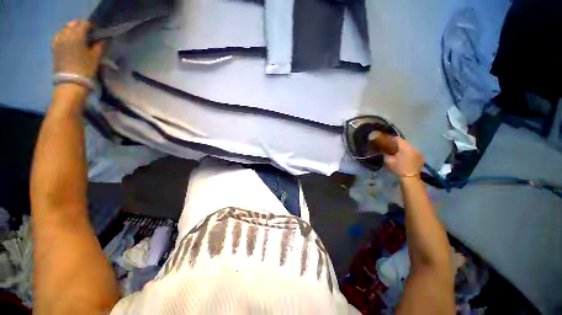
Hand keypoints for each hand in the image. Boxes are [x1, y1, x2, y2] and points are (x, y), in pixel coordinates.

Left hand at [52, 20, 106, 77]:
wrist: (70, 83)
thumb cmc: (85, 69)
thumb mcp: (95, 57)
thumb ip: (99, 46)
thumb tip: (103, 39)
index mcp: (77, 35)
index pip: (85, 24)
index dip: (92, 26)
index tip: (97, 31)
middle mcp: (66, 34)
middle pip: (73, 24)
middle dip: (81, 26)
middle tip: (88, 33)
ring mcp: (58, 40)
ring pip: (65, 29)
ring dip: (72, 30)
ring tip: (79, 37)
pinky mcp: (54, 47)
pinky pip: (59, 36)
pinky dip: (65, 36)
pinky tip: (69, 41)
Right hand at [384, 137, 424, 176]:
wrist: (410, 178)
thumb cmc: (398, 168)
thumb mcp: (388, 160)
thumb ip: (385, 153)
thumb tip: (383, 149)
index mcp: (405, 147)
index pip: (397, 138)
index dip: (391, 139)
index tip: (386, 141)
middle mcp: (413, 147)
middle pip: (404, 142)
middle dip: (398, 144)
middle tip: (392, 148)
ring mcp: (419, 152)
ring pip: (409, 147)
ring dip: (404, 148)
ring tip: (399, 153)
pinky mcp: (421, 157)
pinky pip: (414, 152)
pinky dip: (409, 153)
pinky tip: (406, 157)